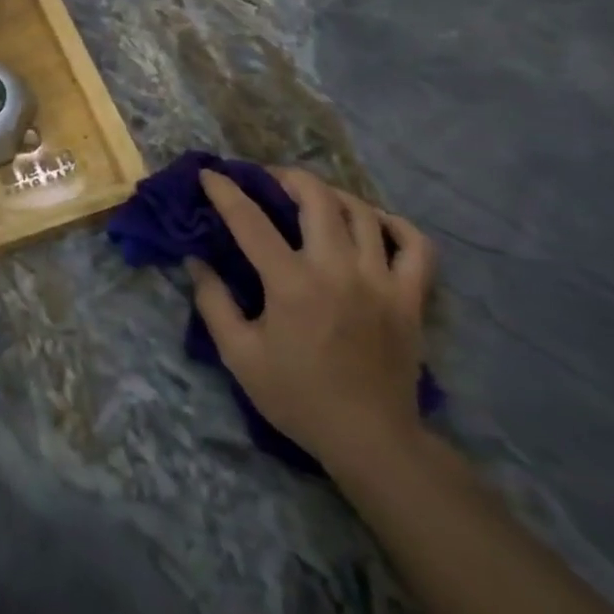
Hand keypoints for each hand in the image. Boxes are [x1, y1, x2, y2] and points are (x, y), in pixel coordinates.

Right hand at [187, 167, 434, 473]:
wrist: (370, 440)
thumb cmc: (296, 396)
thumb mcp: (239, 354)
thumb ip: (213, 301)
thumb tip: (197, 260)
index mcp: (292, 284)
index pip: (250, 220)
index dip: (225, 191)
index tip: (208, 174)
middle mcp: (338, 271)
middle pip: (317, 198)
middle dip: (286, 177)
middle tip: (266, 179)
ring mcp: (381, 282)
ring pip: (362, 213)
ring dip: (332, 195)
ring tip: (311, 196)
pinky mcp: (411, 299)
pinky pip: (416, 246)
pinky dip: (396, 225)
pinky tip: (373, 222)